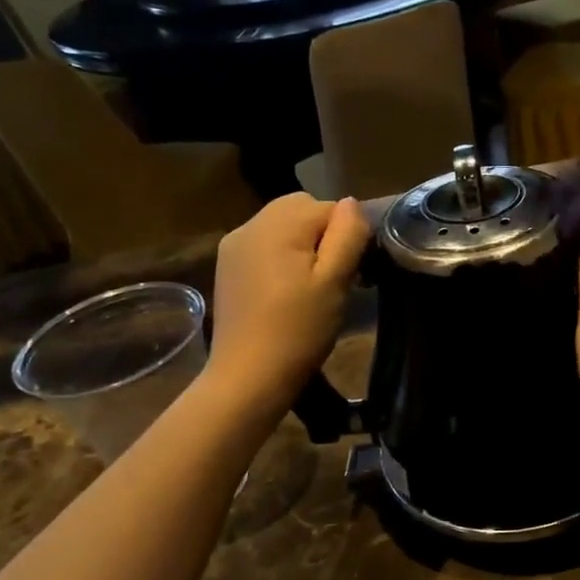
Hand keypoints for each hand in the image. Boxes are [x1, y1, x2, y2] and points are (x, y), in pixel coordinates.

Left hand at [208, 195, 368, 412]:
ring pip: (282, 225)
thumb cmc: (299, 329)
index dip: (346, 235)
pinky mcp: (227, 266)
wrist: (249, 376)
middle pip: (300, 208)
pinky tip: (285, 291)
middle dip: (323, 234)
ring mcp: (234, 245)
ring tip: (310, 285)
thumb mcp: (335, 282)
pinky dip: (281, 256)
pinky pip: (263, 244)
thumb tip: (351, 203)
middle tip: (333, 277)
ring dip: (302, 244)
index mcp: (279, 224)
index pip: (328, 207)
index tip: (352, 271)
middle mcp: (251, 224)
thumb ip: (347, 235)